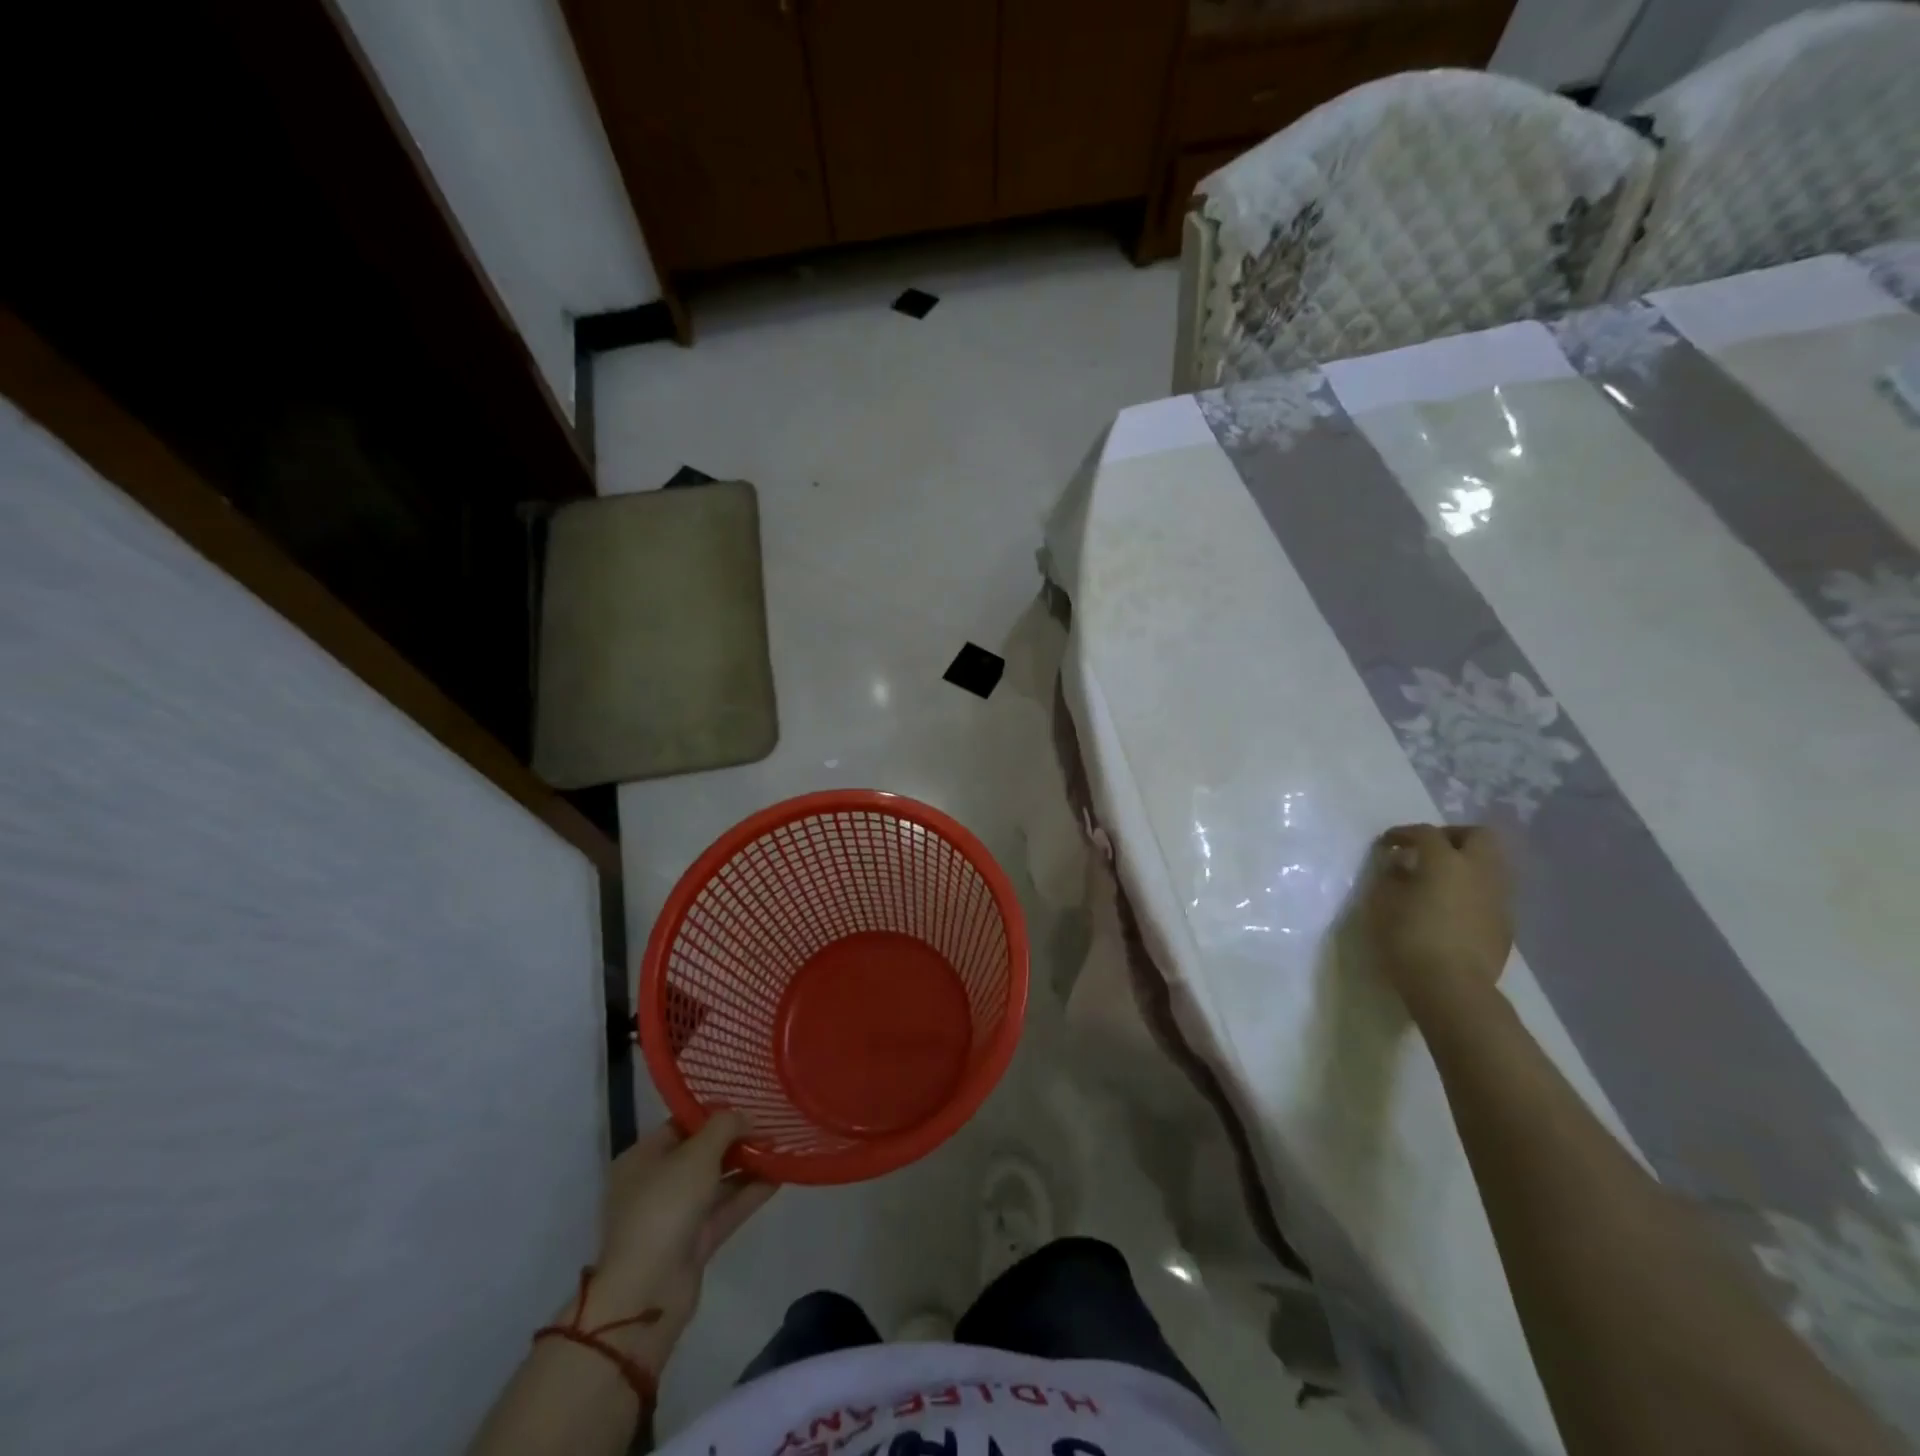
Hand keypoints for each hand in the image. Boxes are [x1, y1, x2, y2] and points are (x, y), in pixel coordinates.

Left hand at [579, 1113, 775, 1359]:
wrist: (649, 1291)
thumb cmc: (665, 1206)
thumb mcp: (697, 1153)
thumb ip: (725, 1126)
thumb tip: (745, 1117)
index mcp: (643, 1159)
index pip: (682, 1124)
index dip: (715, 1112)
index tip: (748, 1104)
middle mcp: (656, 1184)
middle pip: (701, 1153)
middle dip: (736, 1140)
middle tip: (771, 1125)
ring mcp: (675, 1215)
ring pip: (717, 1182)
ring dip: (747, 1166)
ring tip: (781, 1147)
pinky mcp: (694, 1242)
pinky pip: (725, 1209)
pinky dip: (749, 1193)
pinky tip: (778, 1176)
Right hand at [1359, 824, 1512, 1020]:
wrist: (1452, 988)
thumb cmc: (1408, 939)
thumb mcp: (1382, 903)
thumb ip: (1390, 876)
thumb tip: (1398, 865)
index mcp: (1445, 861)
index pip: (1425, 833)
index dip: (1404, 834)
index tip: (1387, 844)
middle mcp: (1479, 871)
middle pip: (1477, 836)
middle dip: (1452, 836)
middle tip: (1428, 850)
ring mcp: (1498, 898)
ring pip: (1491, 864)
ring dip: (1468, 863)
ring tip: (1442, 879)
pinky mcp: (1506, 923)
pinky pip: (1492, 892)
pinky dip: (1474, 890)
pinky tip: (1454, 907)